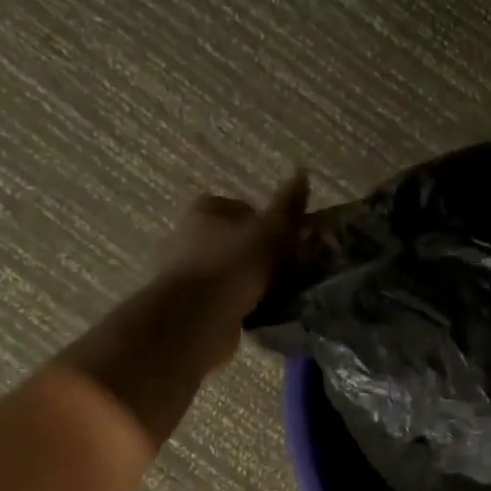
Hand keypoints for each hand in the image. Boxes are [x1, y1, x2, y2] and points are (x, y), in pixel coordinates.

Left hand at [152, 171, 309, 364]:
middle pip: (238, 242)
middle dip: (262, 256)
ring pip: (232, 272)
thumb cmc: (233, 265)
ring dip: (254, 284)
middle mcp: (189, 236)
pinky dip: (243, 306)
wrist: (195, 319)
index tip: (290, 245)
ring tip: (281, 296)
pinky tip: (262, 314)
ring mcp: (187, 272)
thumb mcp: (270, 231)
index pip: (245, 209)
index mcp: (205, 210)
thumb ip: (288, 205)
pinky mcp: (190, 304)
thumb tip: (303, 172)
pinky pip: (226, 300)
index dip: (270, 225)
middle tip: (290, 271)